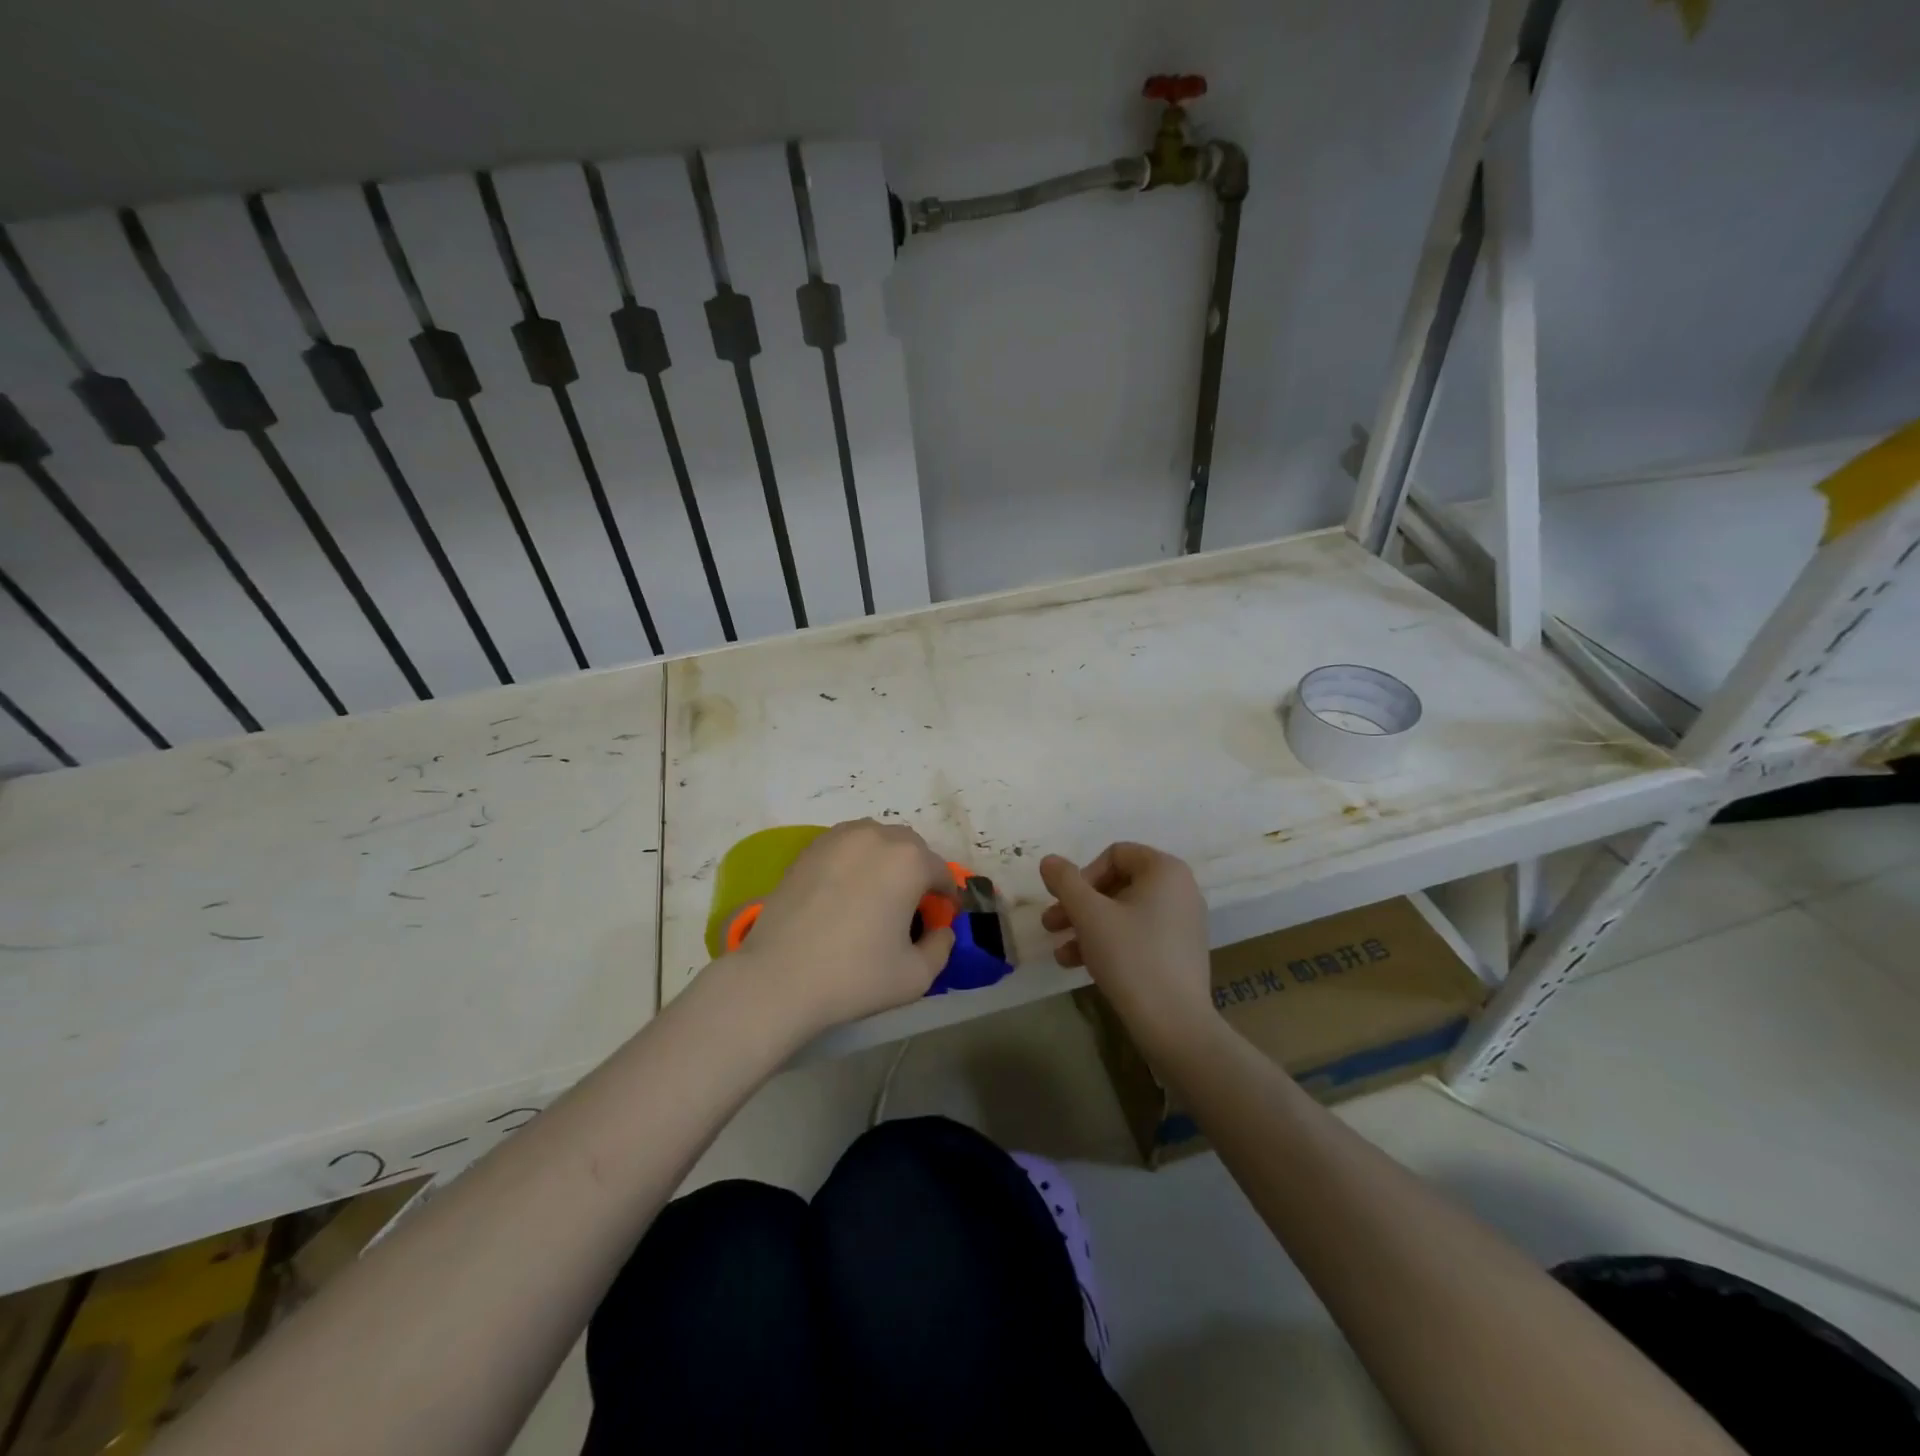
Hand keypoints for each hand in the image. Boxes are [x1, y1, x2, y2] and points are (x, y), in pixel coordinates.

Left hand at [728, 819, 956, 1037]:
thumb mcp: (917, 975)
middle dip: (917, 872)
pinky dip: (854, 862)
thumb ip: (941, 947)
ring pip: (876, 840)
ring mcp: (838, 838)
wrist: (778, 979)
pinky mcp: (809, 849)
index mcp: (909, 860)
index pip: (941, 873)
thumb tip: (940, 929)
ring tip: (875, 896)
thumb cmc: (855, 976)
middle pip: (910, 848)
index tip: (939, 920)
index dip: (946, 898)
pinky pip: (845, 846)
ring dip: (885, 861)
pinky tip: (844, 893)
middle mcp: (876, 836)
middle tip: (909, 909)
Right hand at [1039, 842, 1215, 1058]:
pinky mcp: (1179, 953)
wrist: (1174, 1024)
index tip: (1066, 902)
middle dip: (1079, 905)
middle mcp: (1180, 890)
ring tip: (1060, 954)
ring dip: (1087, 927)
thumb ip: (1065, 881)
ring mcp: (1182, 923)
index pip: (1115, 854)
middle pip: (1117, 884)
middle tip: (1050, 925)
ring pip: (1123, 913)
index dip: (1083, 875)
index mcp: (1165, 870)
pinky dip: (1109, 944)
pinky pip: (1138, 935)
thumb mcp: (1089, 914)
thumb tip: (1049, 860)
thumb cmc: (1131, 957)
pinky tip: (1080, 966)